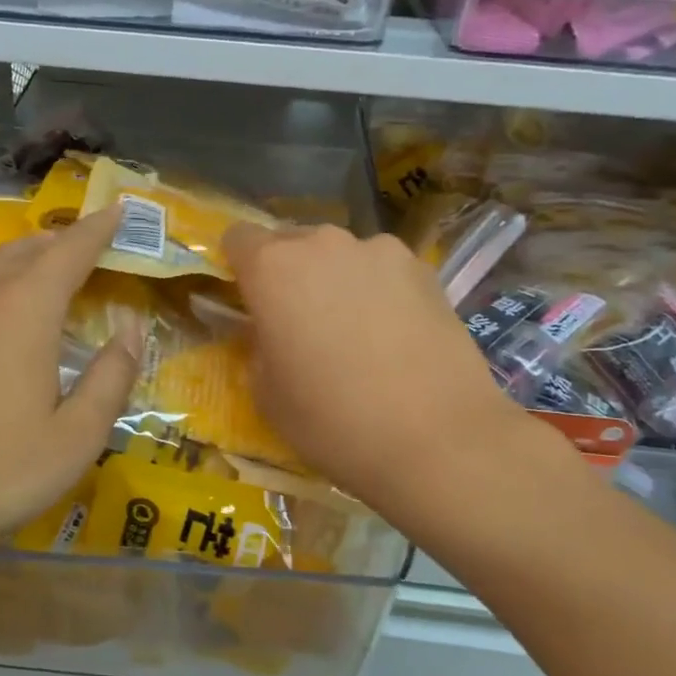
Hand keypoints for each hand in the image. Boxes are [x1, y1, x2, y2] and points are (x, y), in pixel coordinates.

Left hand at [0, 205, 143, 562]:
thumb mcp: (76, 436)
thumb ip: (112, 376)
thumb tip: (131, 329)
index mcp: (25, 308)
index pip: (71, 249)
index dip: (99, 228)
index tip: (118, 210)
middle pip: (26, 250)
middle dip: (60, 242)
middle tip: (85, 248)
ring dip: (21, 262)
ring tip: (41, 274)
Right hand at [222, 222, 547, 521]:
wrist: (437, 438)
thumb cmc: (332, 420)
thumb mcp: (266, 394)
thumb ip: (258, 346)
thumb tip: (272, 333)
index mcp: (273, 268)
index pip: (238, 237)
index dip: (238, 266)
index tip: (248, 300)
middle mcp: (323, 244)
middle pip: (292, 242)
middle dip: (289, 274)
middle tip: (301, 324)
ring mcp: (380, 251)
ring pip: (341, 256)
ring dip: (336, 280)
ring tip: (356, 332)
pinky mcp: (424, 269)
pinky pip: (384, 271)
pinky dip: (380, 292)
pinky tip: (396, 335)